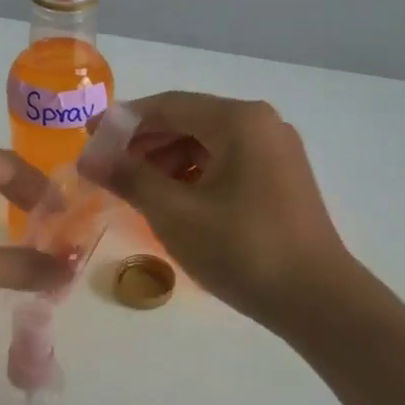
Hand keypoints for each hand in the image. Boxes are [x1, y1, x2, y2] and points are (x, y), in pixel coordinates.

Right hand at [95, 92, 353, 328]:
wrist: (316, 299)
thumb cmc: (242, 249)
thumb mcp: (175, 213)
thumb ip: (130, 178)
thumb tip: (89, 157)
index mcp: (239, 120)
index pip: (168, 105)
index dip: (123, 121)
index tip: (88, 139)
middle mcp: (262, 124)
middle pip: (190, 121)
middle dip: (145, 144)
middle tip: (109, 170)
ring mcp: (277, 150)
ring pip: (209, 143)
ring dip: (169, 161)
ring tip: (137, 191)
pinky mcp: (282, 177)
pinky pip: (229, 162)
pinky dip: (196, 175)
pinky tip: (175, 201)